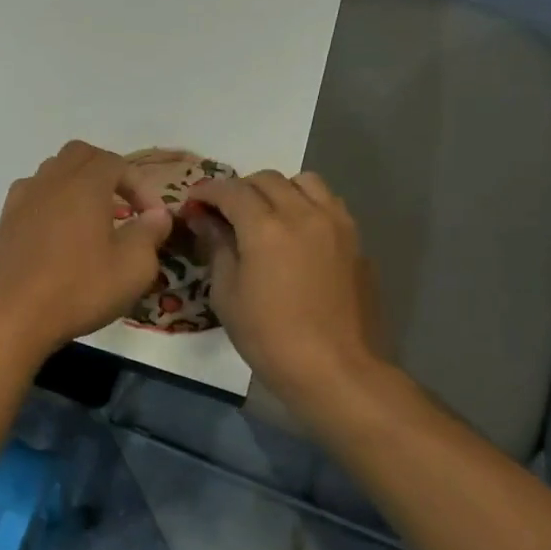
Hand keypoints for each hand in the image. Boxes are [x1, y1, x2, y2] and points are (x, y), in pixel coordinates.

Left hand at [0, 141, 173, 361]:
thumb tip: (157, 214)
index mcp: (84, 185)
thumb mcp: (133, 268)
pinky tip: (59, 233)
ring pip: (53, 171)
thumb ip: (150, 233)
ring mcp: (22, 199)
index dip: (140, 186)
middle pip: (80, 155)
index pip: (117, 163)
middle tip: (123, 204)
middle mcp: (50, 181)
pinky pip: (32, 194)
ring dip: (77, 184)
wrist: (14, 316)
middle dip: (107, 172)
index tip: (152, 218)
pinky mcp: (5, 221)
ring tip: (92, 217)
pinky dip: (52, 202)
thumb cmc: (79, 289)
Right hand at [183, 170, 392, 417]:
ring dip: (279, 190)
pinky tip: (297, 234)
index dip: (207, 191)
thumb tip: (206, 220)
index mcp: (266, 227)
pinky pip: (329, 205)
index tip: (194, 202)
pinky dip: (306, 205)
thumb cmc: (269, 337)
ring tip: (266, 214)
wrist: (336, 369)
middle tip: (224, 211)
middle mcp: (304, 213)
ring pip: (305, 182)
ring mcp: (336, 224)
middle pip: (267, 179)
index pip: (231, 190)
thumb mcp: (227, 295)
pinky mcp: (356, 241)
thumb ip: (217, 247)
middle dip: (240, 189)